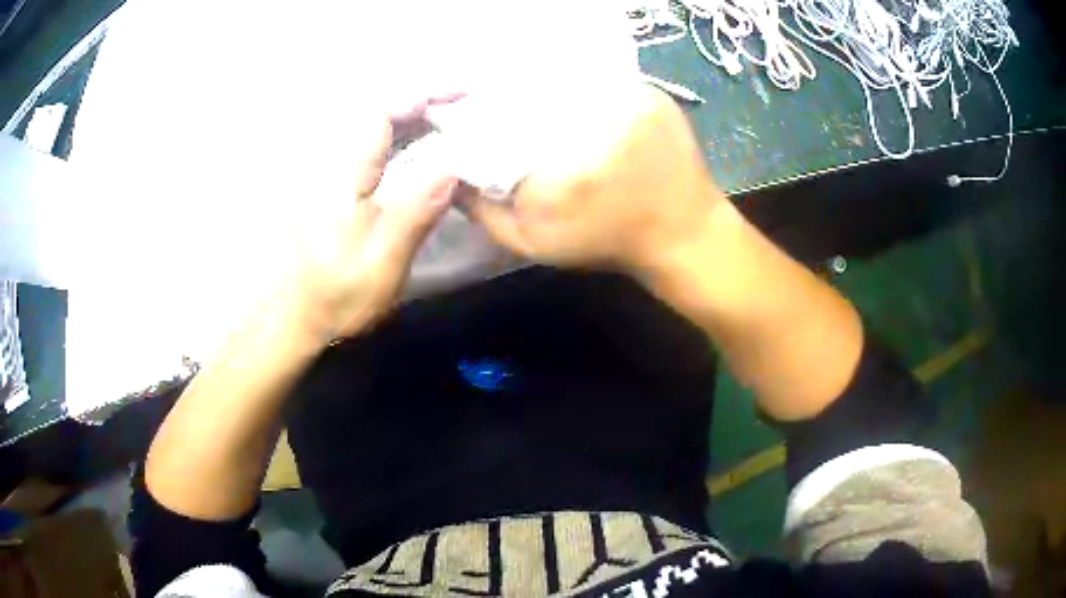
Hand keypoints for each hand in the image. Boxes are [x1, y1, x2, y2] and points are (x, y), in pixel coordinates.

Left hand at [289, 107, 457, 342]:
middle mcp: (341, 166)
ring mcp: (342, 176)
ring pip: (381, 130)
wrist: (304, 315)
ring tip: (460, 119)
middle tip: (469, 103)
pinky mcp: (347, 188)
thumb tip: (454, 168)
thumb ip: (414, 213)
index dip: (421, 96)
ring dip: (420, 117)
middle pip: (382, 114)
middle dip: (426, 101)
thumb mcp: (382, 263)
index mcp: (346, 177)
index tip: (461, 95)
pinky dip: (410, 137)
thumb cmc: (340, 295)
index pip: (380, 115)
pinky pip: (381, 148)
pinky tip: (433, 144)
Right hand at [460, 85, 726, 275]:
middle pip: (533, 92)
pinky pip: (601, 78)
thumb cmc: (606, 242)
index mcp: (563, 169)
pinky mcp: (652, 94)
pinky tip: (577, 98)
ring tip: (540, 102)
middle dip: (513, 99)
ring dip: (549, 87)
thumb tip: (450, 170)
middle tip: (507, 111)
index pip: (499, 122)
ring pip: (568, 80)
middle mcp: (597, 125)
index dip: (481, 117)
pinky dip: (583, 85)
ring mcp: (631, 103)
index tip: (475, 122)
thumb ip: (483, 211)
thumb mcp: (534, 243)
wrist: (682, 234)